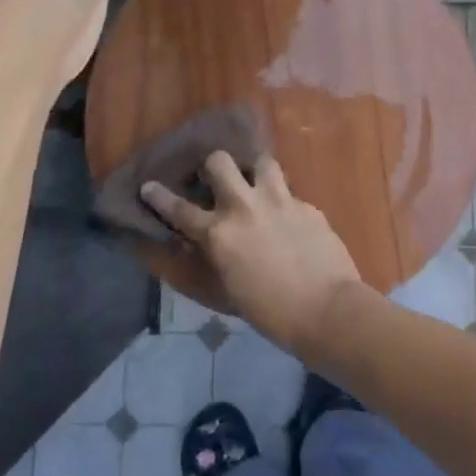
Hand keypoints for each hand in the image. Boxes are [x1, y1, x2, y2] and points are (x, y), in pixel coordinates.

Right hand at [140, 153, 365, 351]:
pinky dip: (285, 203)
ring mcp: (279, 201)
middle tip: (217, 180)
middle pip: (219, 162)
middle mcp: (244, 207)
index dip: (158, 196)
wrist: (326, 310)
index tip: (148, 185)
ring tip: (258, 187)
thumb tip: (202, 244)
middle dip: (213, 166)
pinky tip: (291, 221)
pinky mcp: (307, 205)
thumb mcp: (227, 291)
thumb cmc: (270, 314)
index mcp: (218, 233)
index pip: (178, 209)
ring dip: (255, 173)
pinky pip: (290, 193)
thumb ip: (212, 259)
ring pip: (261, 162)